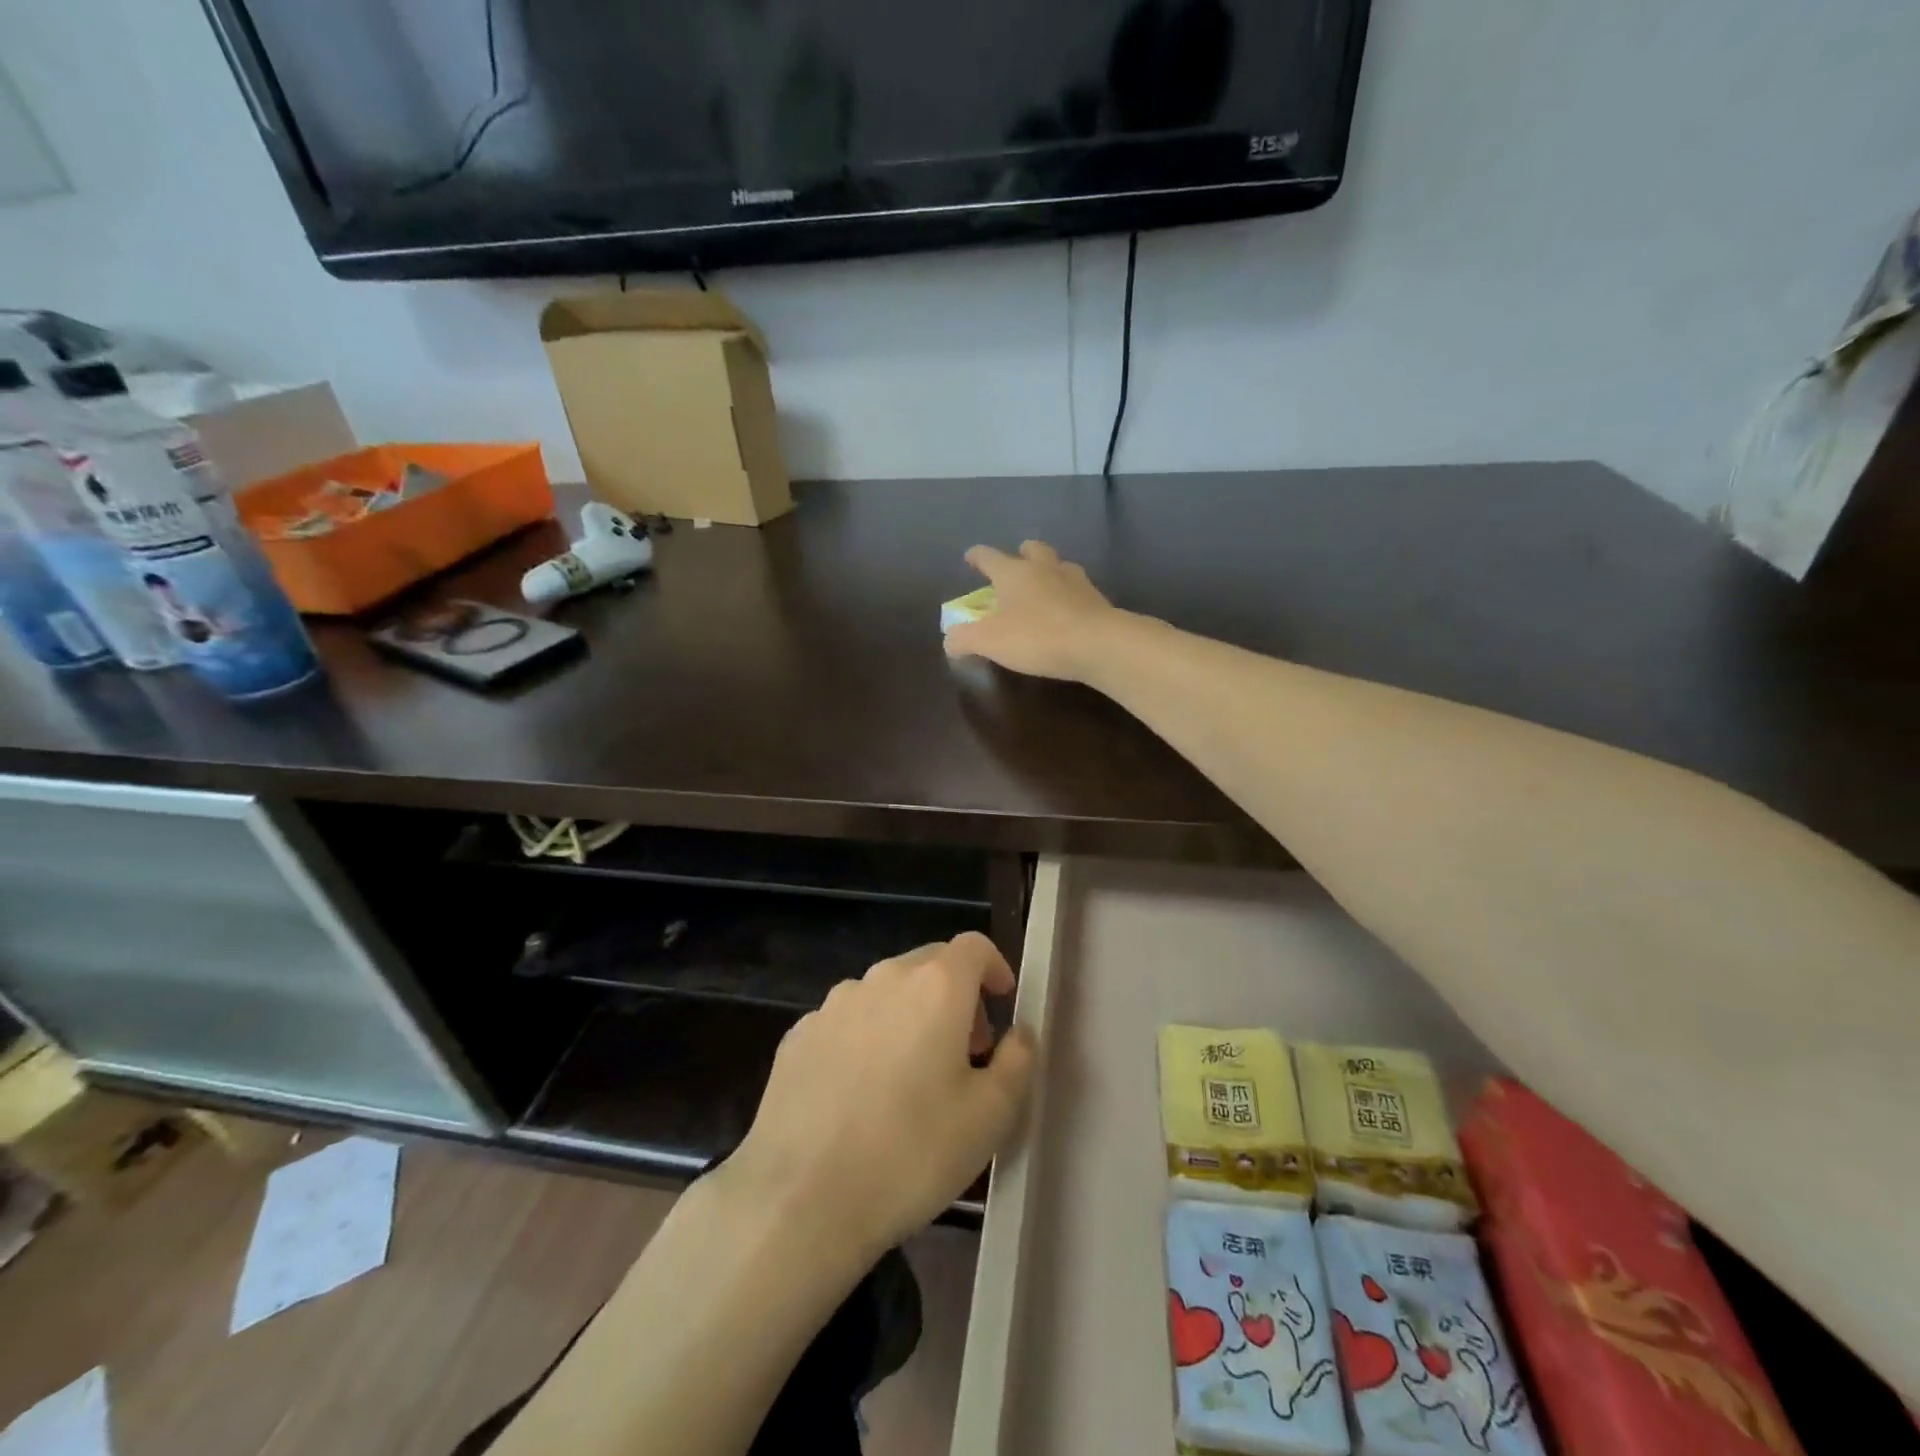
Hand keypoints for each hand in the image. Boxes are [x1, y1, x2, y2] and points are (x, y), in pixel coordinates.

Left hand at [723, 933, 1037, 1259]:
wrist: (799, 1199)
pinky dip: (867, 1039)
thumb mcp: (991, 1117)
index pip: (973, 947)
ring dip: (910, 1016)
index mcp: (935, 986)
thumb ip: (1018, 1061)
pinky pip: (848, 1021)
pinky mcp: (798, 1035)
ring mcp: (834, 1004)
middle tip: (967, 1052)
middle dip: (956, 996)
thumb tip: (1018, 1032)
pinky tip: (861, 1095)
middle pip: (929, 965)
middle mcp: (883, 979)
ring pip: (886, 993)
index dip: (994, 968)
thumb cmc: (911, 1153)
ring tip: (912, 1078)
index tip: (1003, 1002)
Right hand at [944, 540, 1122, 681]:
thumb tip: (950, 639)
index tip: (971, 556)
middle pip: (1033, 550)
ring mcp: (1075, 582)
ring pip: (1060, 566)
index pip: (989, 557)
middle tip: (1017, 562)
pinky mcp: (1097, 601)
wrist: (1098, 644)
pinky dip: (1069, 595)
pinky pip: (1078, 590)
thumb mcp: (989, 642)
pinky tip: (1068, 609)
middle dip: (1022, 553)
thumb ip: (965, 639)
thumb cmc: (1037, 637)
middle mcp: (1044, 569)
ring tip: (1045, 585)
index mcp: (1013, 573)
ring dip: (1050, 571)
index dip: (977, 556)